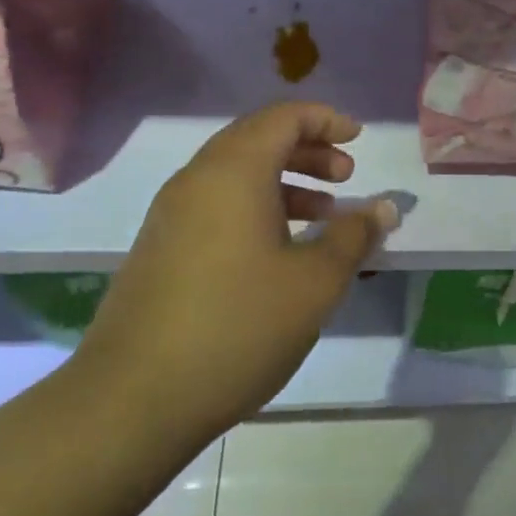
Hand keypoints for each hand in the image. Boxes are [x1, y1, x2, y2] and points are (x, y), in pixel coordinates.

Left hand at [70, 102, 397, 443]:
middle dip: (307, 150)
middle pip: (257, 140)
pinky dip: (256, 209)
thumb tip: (383, 208)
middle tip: (346, 176)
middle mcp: (196, 180)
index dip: (325, 119)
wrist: (133, 398)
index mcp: (233, 172)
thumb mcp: (314, 283)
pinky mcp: (161, 249)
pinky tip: (280, 252)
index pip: (282, 117)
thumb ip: (353, 237)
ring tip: (323, 216)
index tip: (358, 140)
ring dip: (284, 182)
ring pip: (236, 175)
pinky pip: (217, 206)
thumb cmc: (238, 326)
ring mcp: (171, 216)